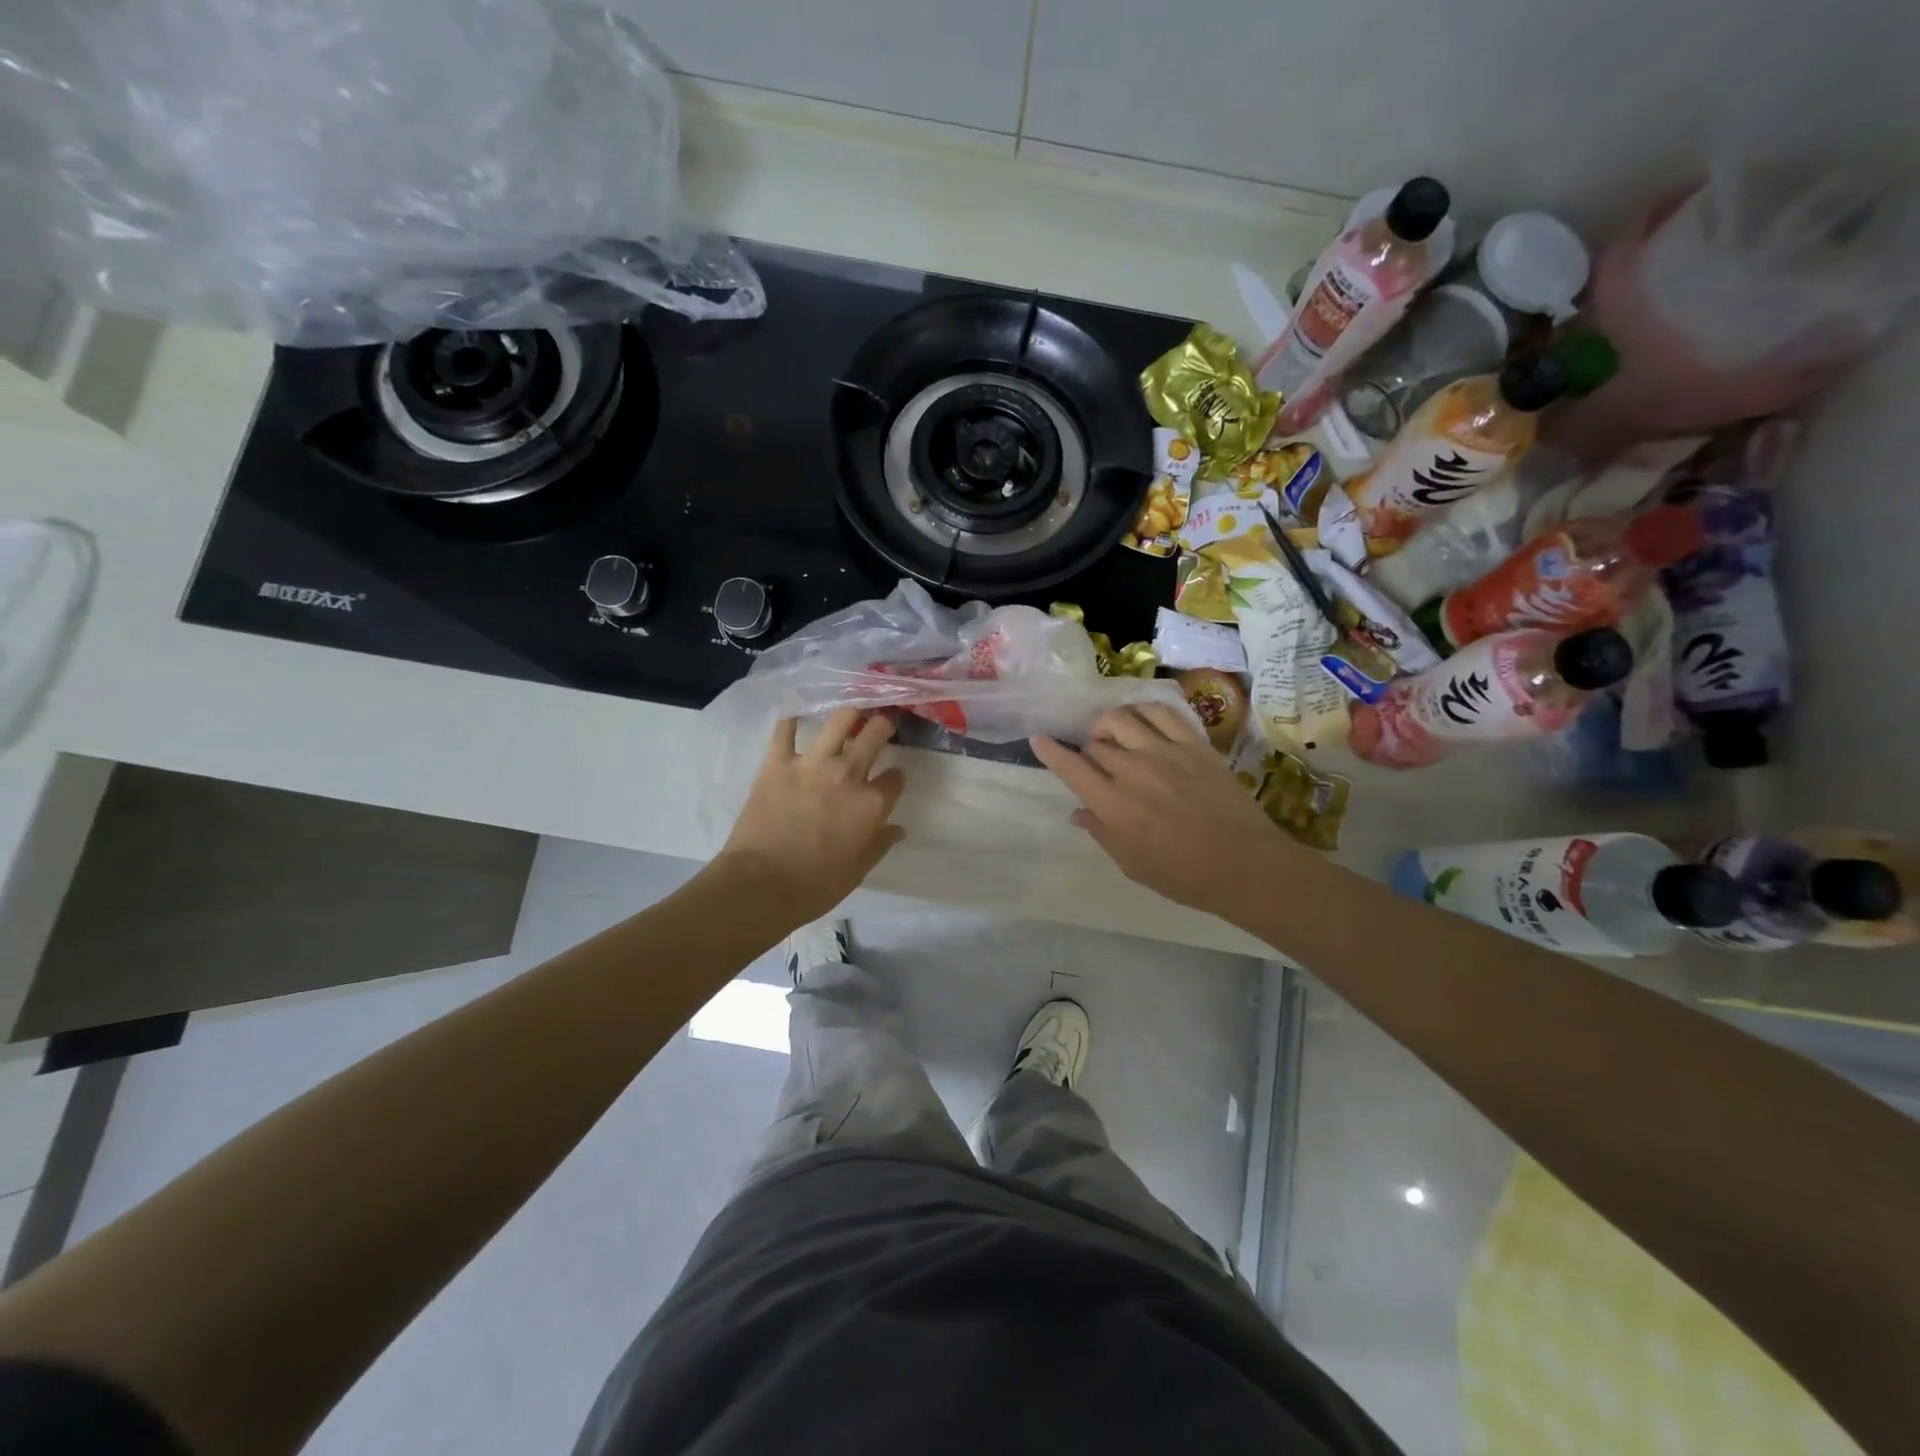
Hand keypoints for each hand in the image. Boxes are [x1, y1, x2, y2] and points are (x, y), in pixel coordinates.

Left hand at [720, 708, 906, 924]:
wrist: (760, 886)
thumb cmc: (815, 886)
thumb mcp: (857, 871)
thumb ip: (879, 844)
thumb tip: (898, 829)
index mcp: (871, 804)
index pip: (895, 778)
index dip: (895, 778)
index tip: (891, 779)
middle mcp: (848, 775)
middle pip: (874, 735)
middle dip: (883, 727)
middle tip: (880, 726)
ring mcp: (812, 764)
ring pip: (838, 720)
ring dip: (848, 715)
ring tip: (849, 715)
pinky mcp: (777, 762)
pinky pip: (784, 730)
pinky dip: (790, 720)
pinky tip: (795, 715)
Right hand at [1031, 705, 1291, 918]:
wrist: (1244, 864)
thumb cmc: (1183, 875)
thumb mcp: (1131, 864)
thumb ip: (1101, 833)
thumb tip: (1078, 813)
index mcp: (1112, 804)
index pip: (1070, 767)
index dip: (1050, 751)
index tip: (1038, 739)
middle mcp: (1131, 770)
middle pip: (1095, 744)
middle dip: (1087, 750)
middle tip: (1094, 761)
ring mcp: (1164, 752)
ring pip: (1121, 718)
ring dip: (1108, 724)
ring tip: (1113, 735)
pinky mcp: (1193, 744)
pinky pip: (1161, 713)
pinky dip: (1143, 711)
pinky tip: (1141, 720)